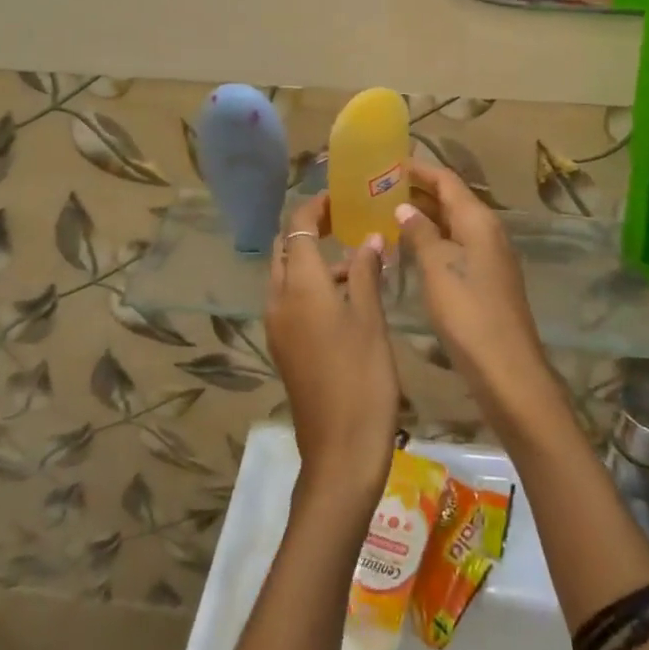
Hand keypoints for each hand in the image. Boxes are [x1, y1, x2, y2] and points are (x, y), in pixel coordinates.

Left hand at [267, 193, 399, 512]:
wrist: (340, 452)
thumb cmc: (362, 379)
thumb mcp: (370, 319)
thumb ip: (365, 272)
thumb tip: (370, 239)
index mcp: (300, 287)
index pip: (297, 227)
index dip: (315, 206)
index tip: (341, 196)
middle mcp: (279, 300)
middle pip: (285, 248)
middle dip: (310, 228)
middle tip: (346, 219)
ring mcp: (277, 326)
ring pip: (287, 274)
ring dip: (313, 257)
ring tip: (357, 256)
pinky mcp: (284, 346)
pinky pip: (291, 299)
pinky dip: (312, 284)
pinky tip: (348, 294)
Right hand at [397, 160, 564, 431]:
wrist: (506, 368)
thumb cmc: (468, 312)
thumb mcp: (437, 267)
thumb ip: (420, 232)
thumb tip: (405, 207)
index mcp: (478, 219)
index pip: (446, 180)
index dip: (418, 169)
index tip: (387, 163)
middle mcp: (487, 230)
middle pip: (450, 199)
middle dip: (417, 191)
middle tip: (378, 188)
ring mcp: (488, 255)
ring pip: (451, 224)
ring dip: (422, 216)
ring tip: (384, 212)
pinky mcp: (484, 278)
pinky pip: (454, 245)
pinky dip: (431, 239)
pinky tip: (407, 248)